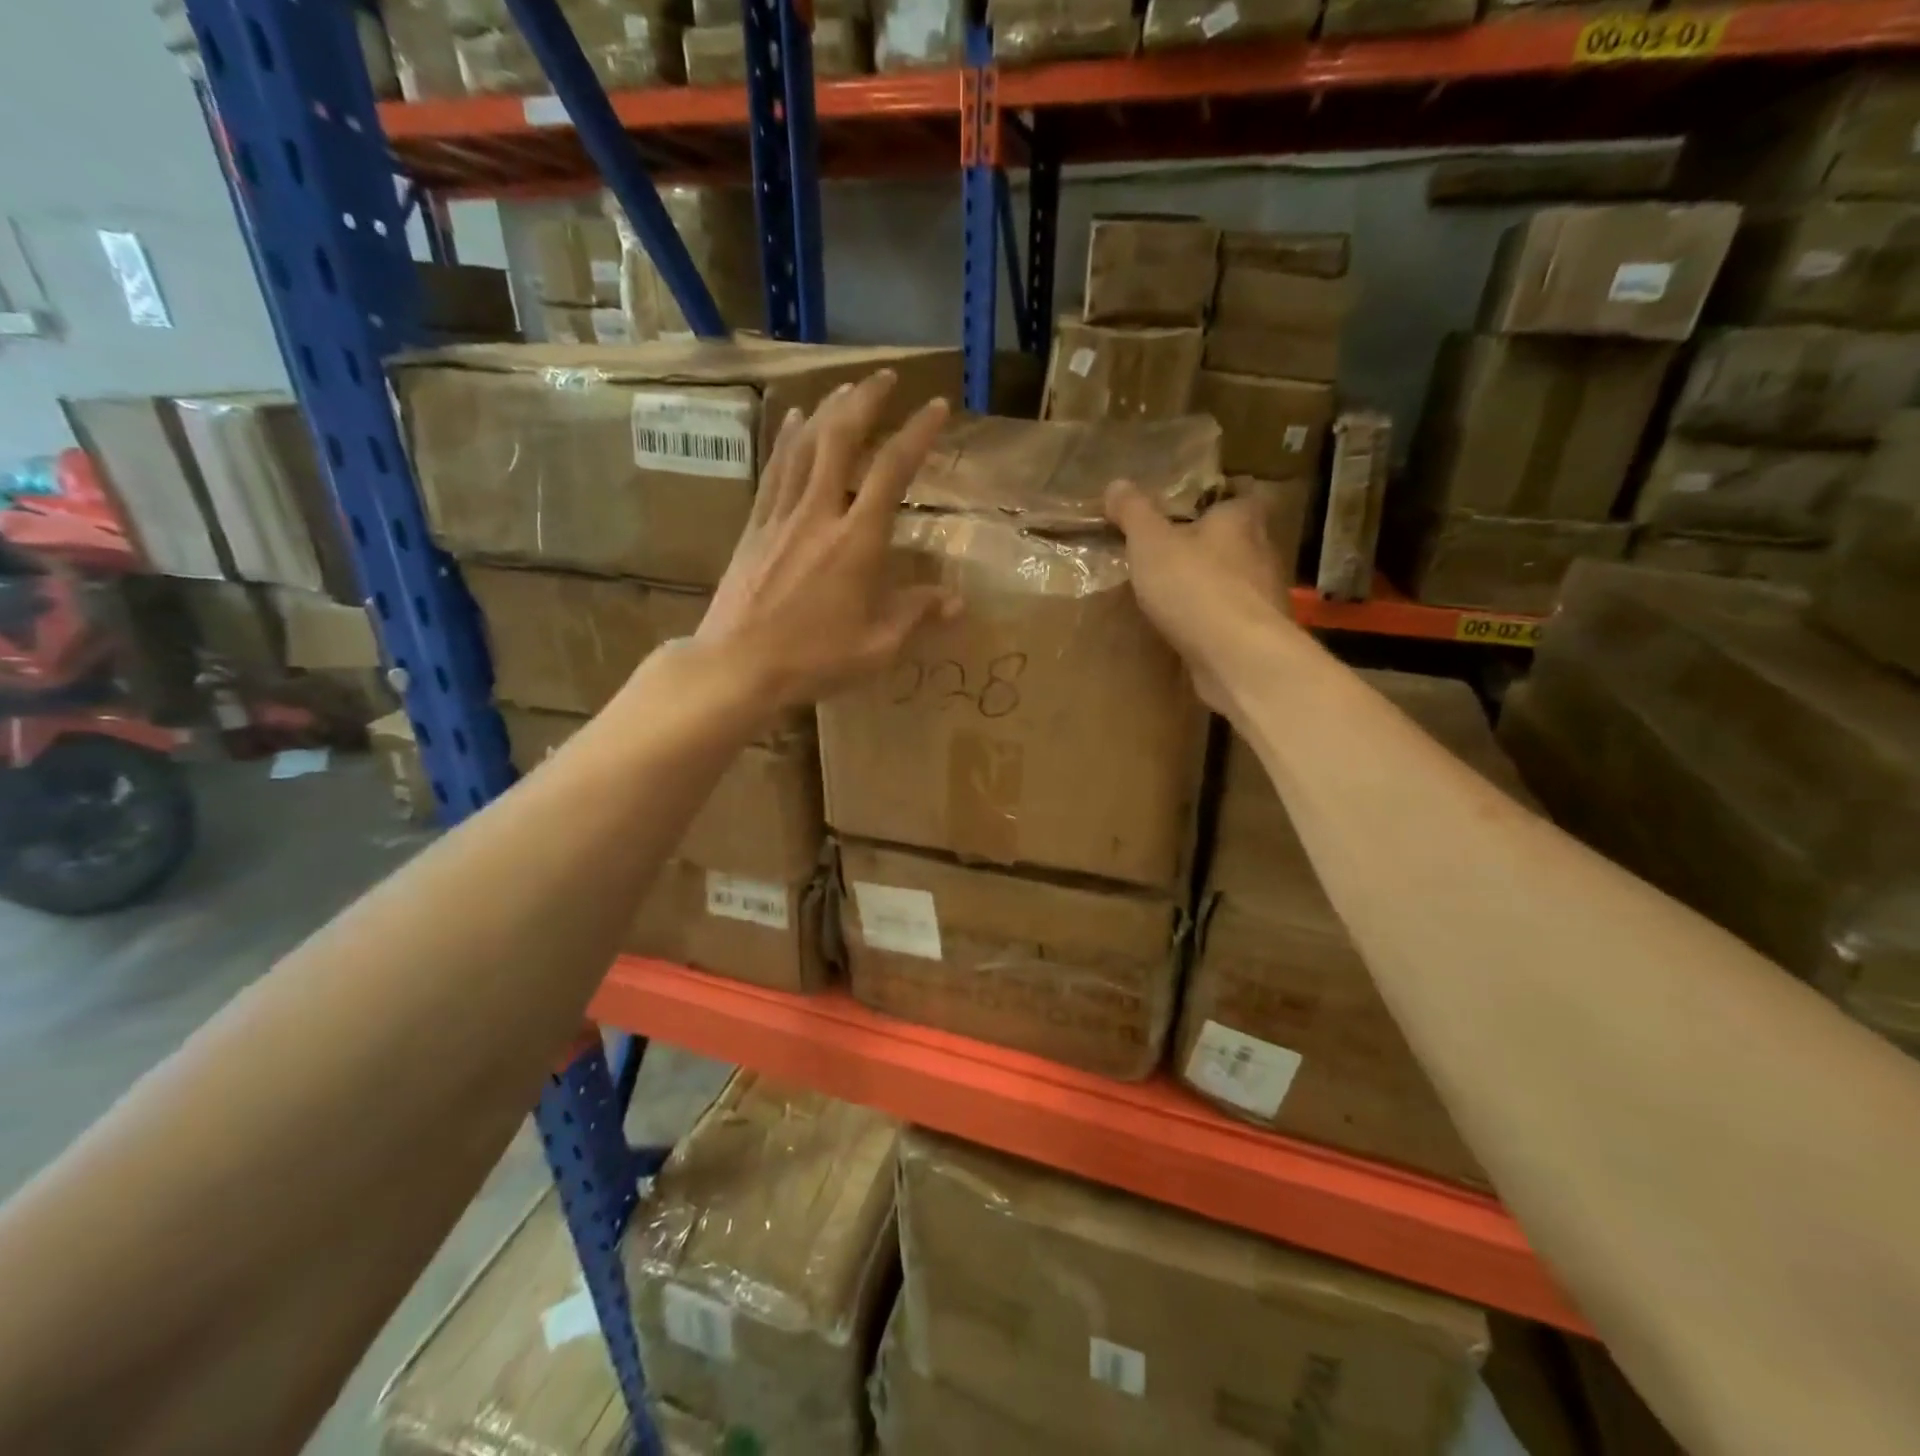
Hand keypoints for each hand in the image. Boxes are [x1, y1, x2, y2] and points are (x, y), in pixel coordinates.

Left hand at [697, 370, 960, 710]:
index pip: (892, 471)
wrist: (737, 666)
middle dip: (866, 401)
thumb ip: (916, 615)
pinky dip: (788, 439)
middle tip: (884, 378)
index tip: (936, 407)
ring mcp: (782, 516)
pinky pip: (775, 470)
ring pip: (805, 446)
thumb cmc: (813, 660)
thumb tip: (956, 601)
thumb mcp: (877, 647)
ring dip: (828, 411)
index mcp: (857, 541)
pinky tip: (795, 420)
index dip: (917, 433)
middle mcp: (820, 514)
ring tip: (846, 389)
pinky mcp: (755, 527)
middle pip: (841, 439)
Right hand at [1104, 481, 1293, 714]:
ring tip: (1176, 597)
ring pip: (1236, 582)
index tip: (1185, 515)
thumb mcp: (1150, 543)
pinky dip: (1214, 621)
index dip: (1212, 505)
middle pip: (1236, 541)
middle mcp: (1262, 551)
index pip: (1235, 498)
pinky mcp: (1259, 634)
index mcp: (1240, 519)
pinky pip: (1232, 618)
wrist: (1236, 655)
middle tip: (1172, 556)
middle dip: (1208, 548)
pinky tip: (1190, 631)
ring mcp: (1264, 596)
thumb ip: (1134, 513)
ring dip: (1211, 587)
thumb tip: (1116, 484)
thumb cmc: (1194, 586)